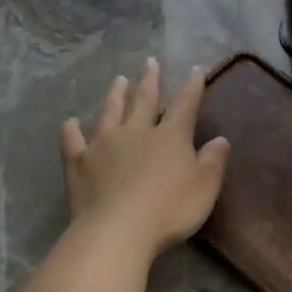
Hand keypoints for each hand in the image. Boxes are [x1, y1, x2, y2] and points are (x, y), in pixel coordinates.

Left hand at [62, 58, 229, 256]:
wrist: (118, 230)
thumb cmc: (170, 209)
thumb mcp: (205, 187)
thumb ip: (213, 161)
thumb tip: (220, 139)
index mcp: (170, 137)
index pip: (184, 105)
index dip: (192, 88)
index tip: (194, 70)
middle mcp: (137, 132)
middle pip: (144, 100)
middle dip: (149, 81)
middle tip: (149, 62)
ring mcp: (104, 145)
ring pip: (110, 112)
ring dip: (115, 95)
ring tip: (118, 80)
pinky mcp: (79, 163)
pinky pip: (73, 141)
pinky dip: (72, 130)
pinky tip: (70, 122)